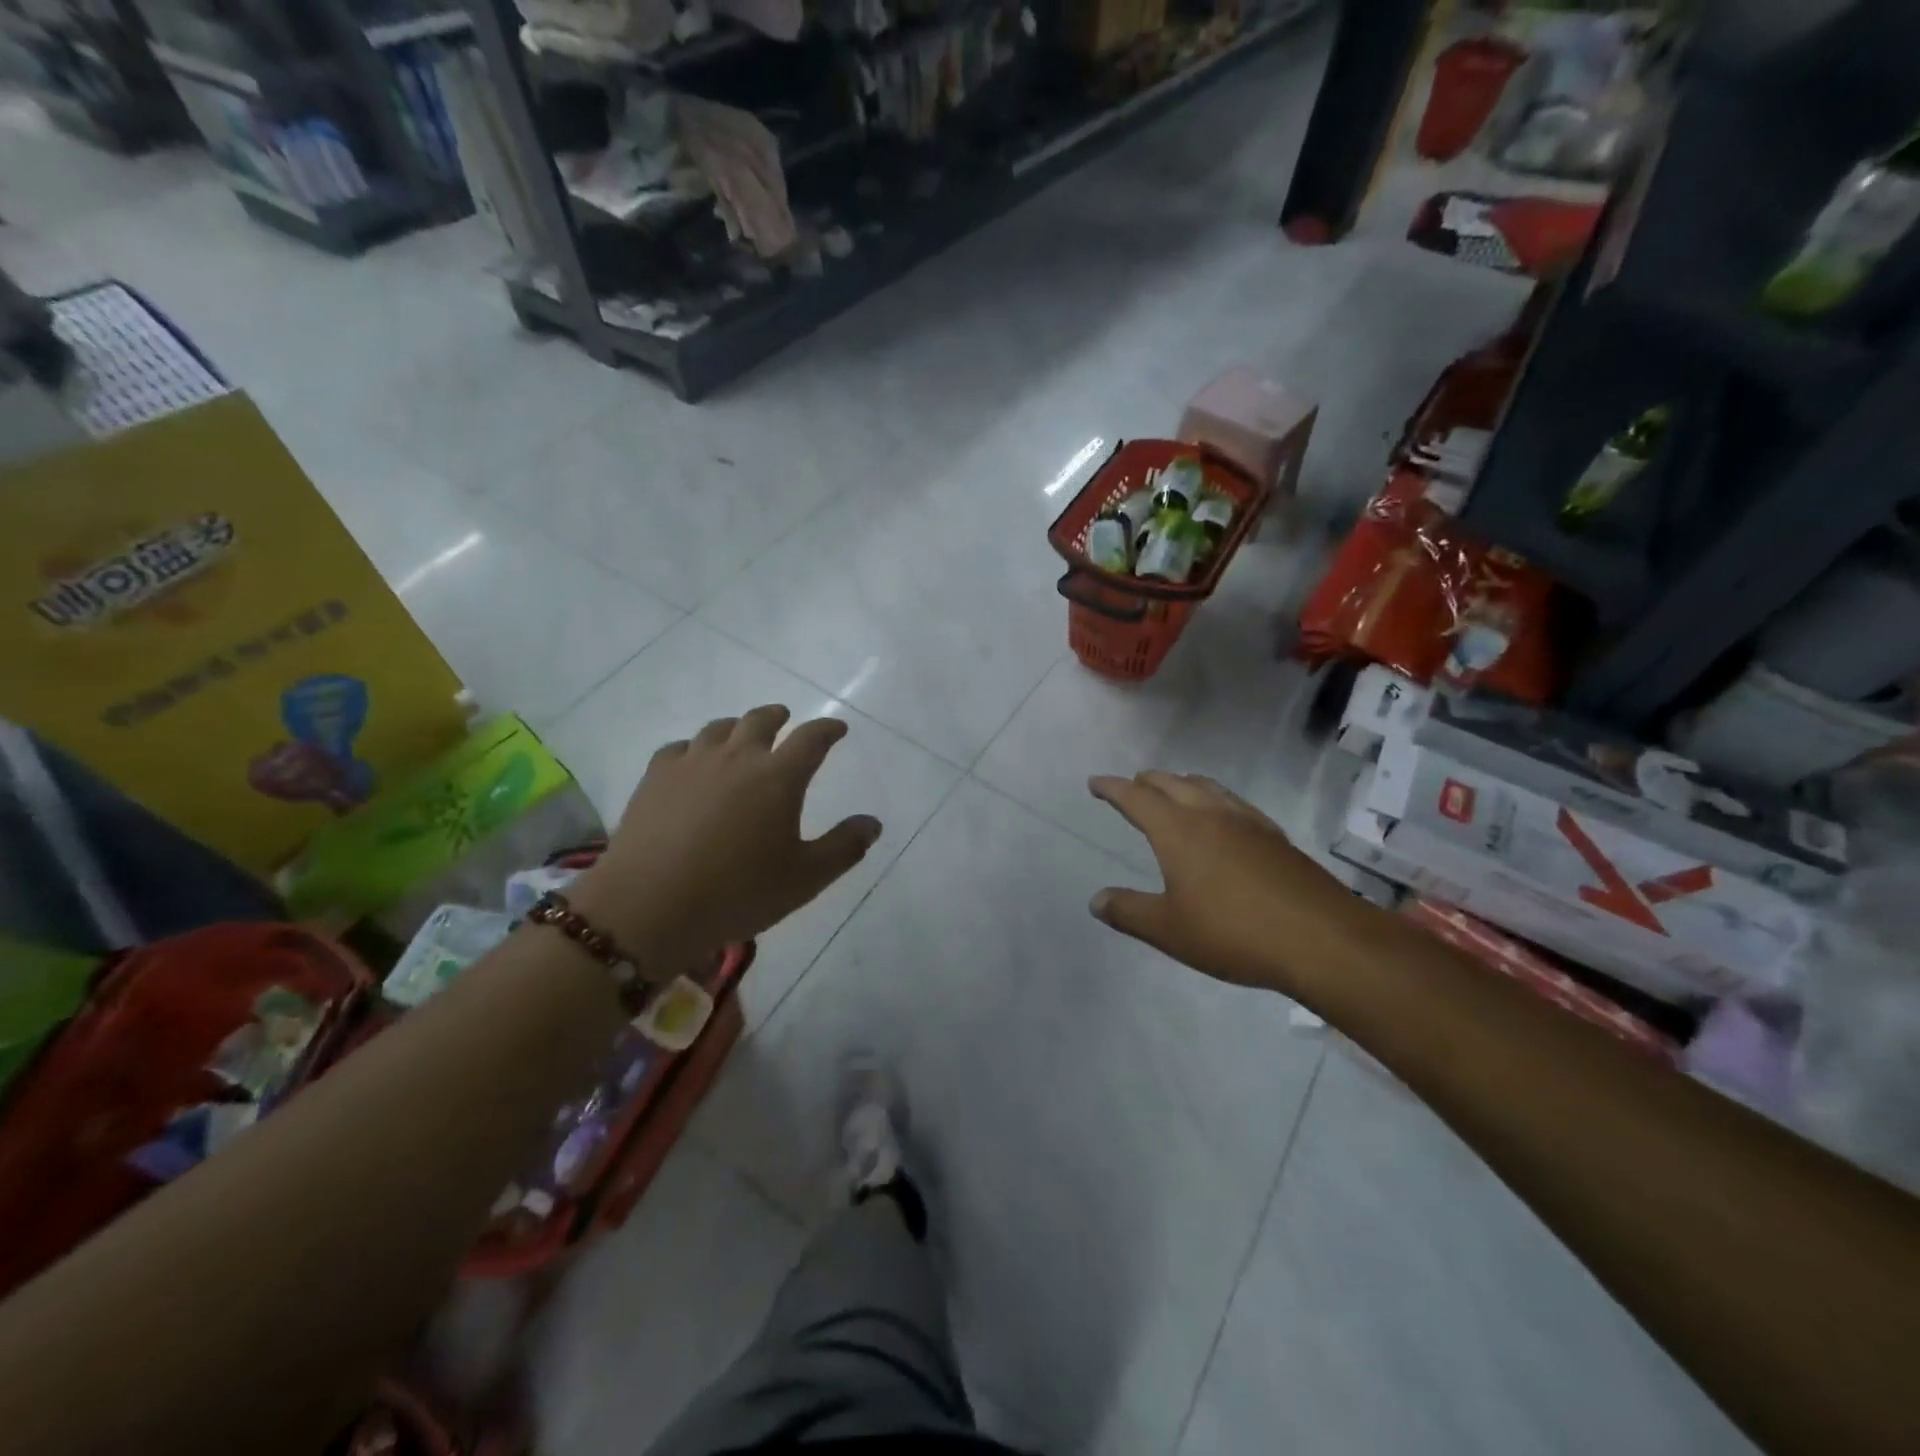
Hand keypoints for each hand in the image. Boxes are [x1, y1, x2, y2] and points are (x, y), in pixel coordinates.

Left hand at [571, 706, 880, 967]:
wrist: (650, 906)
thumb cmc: (738, 892)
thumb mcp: (805, 879)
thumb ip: (843, 847)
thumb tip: (872, 823)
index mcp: (779, 776)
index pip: (812, 738)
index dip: (828, 729)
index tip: (837, 728)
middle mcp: (737, 757)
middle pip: (761, 721)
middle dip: (778, 717)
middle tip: (786, 718)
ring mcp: (692, 763)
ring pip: (718, 728)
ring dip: (737, 726)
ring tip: (741, 734)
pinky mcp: (655, 777)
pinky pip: (679, 748)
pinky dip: (695, 747)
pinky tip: (693, 760)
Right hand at [1087, 771, 1351, 992]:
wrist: (1321, 939)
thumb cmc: (1233, 933)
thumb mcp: (1169, 930)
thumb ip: (1129, 912)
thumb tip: (1096, 900)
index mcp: (1178, 831)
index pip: (1136, 798)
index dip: (1112, 788)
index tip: (1095, 783)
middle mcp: (1211, 815)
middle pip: (1172, 783)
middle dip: (1147, 781)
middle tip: (1132, 787)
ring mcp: (1248, 822)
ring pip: (1207, 787)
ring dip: (1182, 784)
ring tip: (1173, 792)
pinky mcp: (1276, 836)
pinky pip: (1234, 802)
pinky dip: (1214, 799)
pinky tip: (1224, 819)